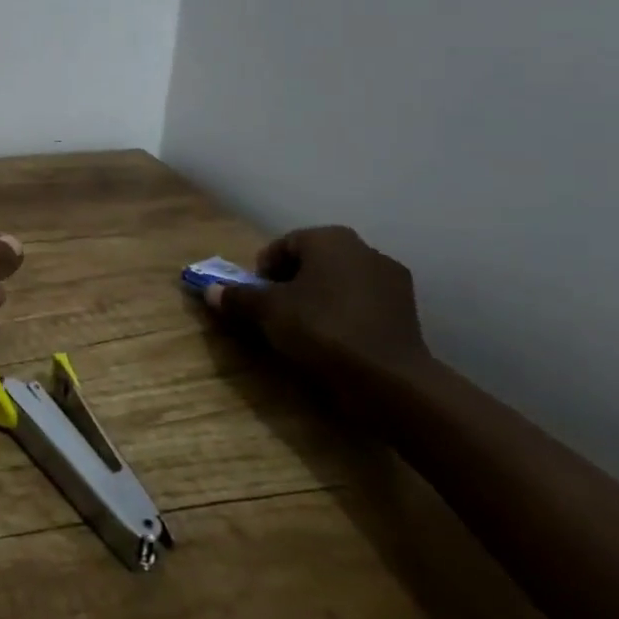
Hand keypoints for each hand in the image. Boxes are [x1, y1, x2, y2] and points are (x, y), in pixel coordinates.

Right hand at [204, 225, 428, 381]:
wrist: (391, 380)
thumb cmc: (321, 329)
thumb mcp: (267, 312)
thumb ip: (238, 297)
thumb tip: (209, 290)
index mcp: (329, 238)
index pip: (283, 245)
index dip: (263, 271)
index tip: (257, 298)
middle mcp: (364, 249)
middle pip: (313, 262)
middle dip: (292, 283)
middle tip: (277, 313)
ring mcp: (391, 280)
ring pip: (339, 283)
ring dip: (320, 299)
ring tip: (306, 330)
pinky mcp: (409, 312)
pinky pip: (363, 305)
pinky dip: (346, 315)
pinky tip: (337, 341)